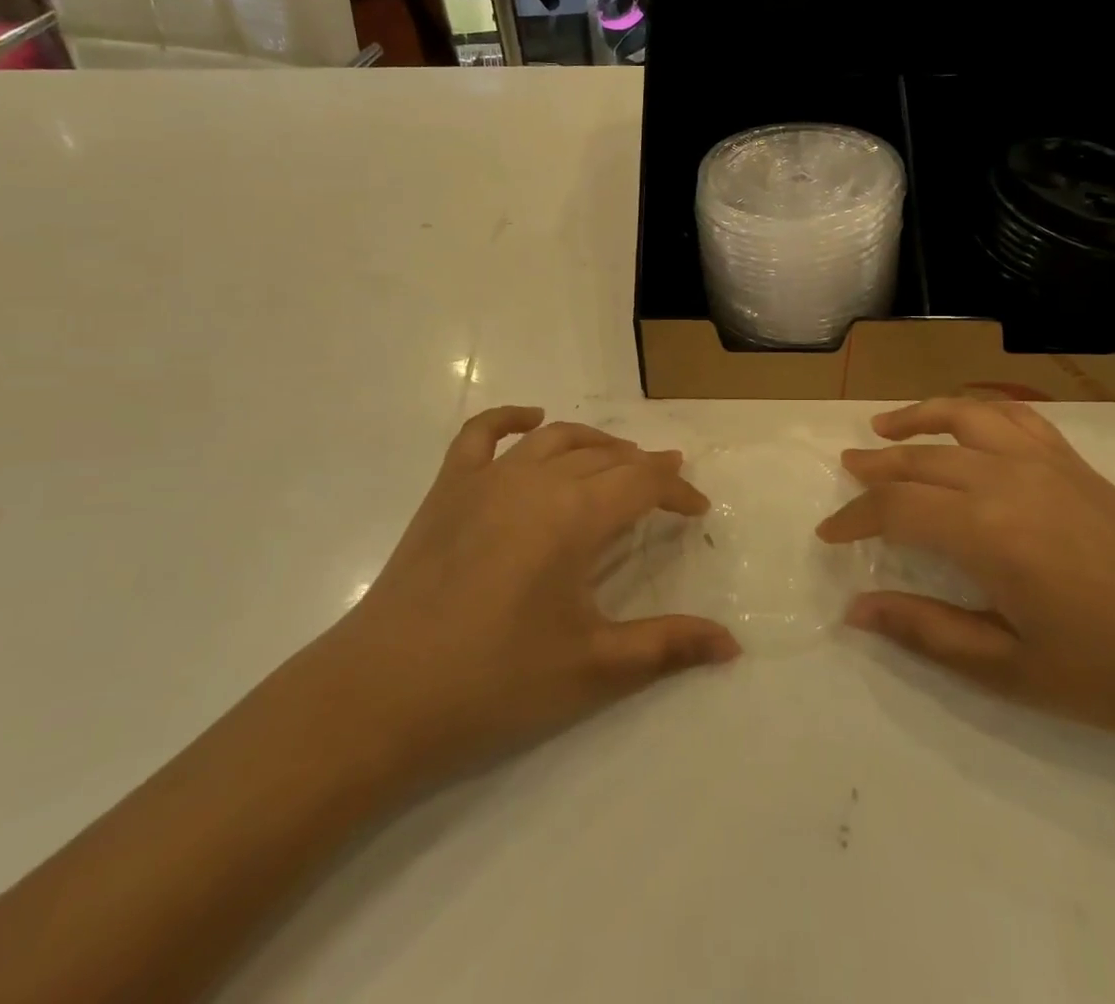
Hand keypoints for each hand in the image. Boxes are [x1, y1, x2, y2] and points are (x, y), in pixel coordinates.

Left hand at [329, 407, 738, 791]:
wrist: (381, 696)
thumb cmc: (494, 682)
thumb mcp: (593, 668)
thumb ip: (667, 646)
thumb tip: (733, 645)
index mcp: (575, 514)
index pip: (643, 481)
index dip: (677, 490)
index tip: (697, 509)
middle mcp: (536, 480)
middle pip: (604, 456)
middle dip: (642, 467)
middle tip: (665, 488)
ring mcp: (486, 478)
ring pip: (555, 439)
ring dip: (594, 443)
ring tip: (617, 460)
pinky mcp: (447, 489)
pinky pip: (480, 434)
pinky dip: (511, 419)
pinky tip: (531, 420)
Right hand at [819, 399, 1114, 745]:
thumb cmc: (1112, 672)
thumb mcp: (1009, 668)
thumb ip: (926, 631)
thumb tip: (857, 609)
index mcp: (987, 531)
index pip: (897, 508)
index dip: (855, 518)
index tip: (829, 534)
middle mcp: (1007, 479)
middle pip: (921, 458)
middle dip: (875, 466)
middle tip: (845, 473)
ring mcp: (1044, 462)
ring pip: (963, 418)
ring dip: (917, 418)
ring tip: (885, 426)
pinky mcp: (1074, 463)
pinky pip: (1014, 417)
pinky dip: (976, 410)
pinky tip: (964, 423)